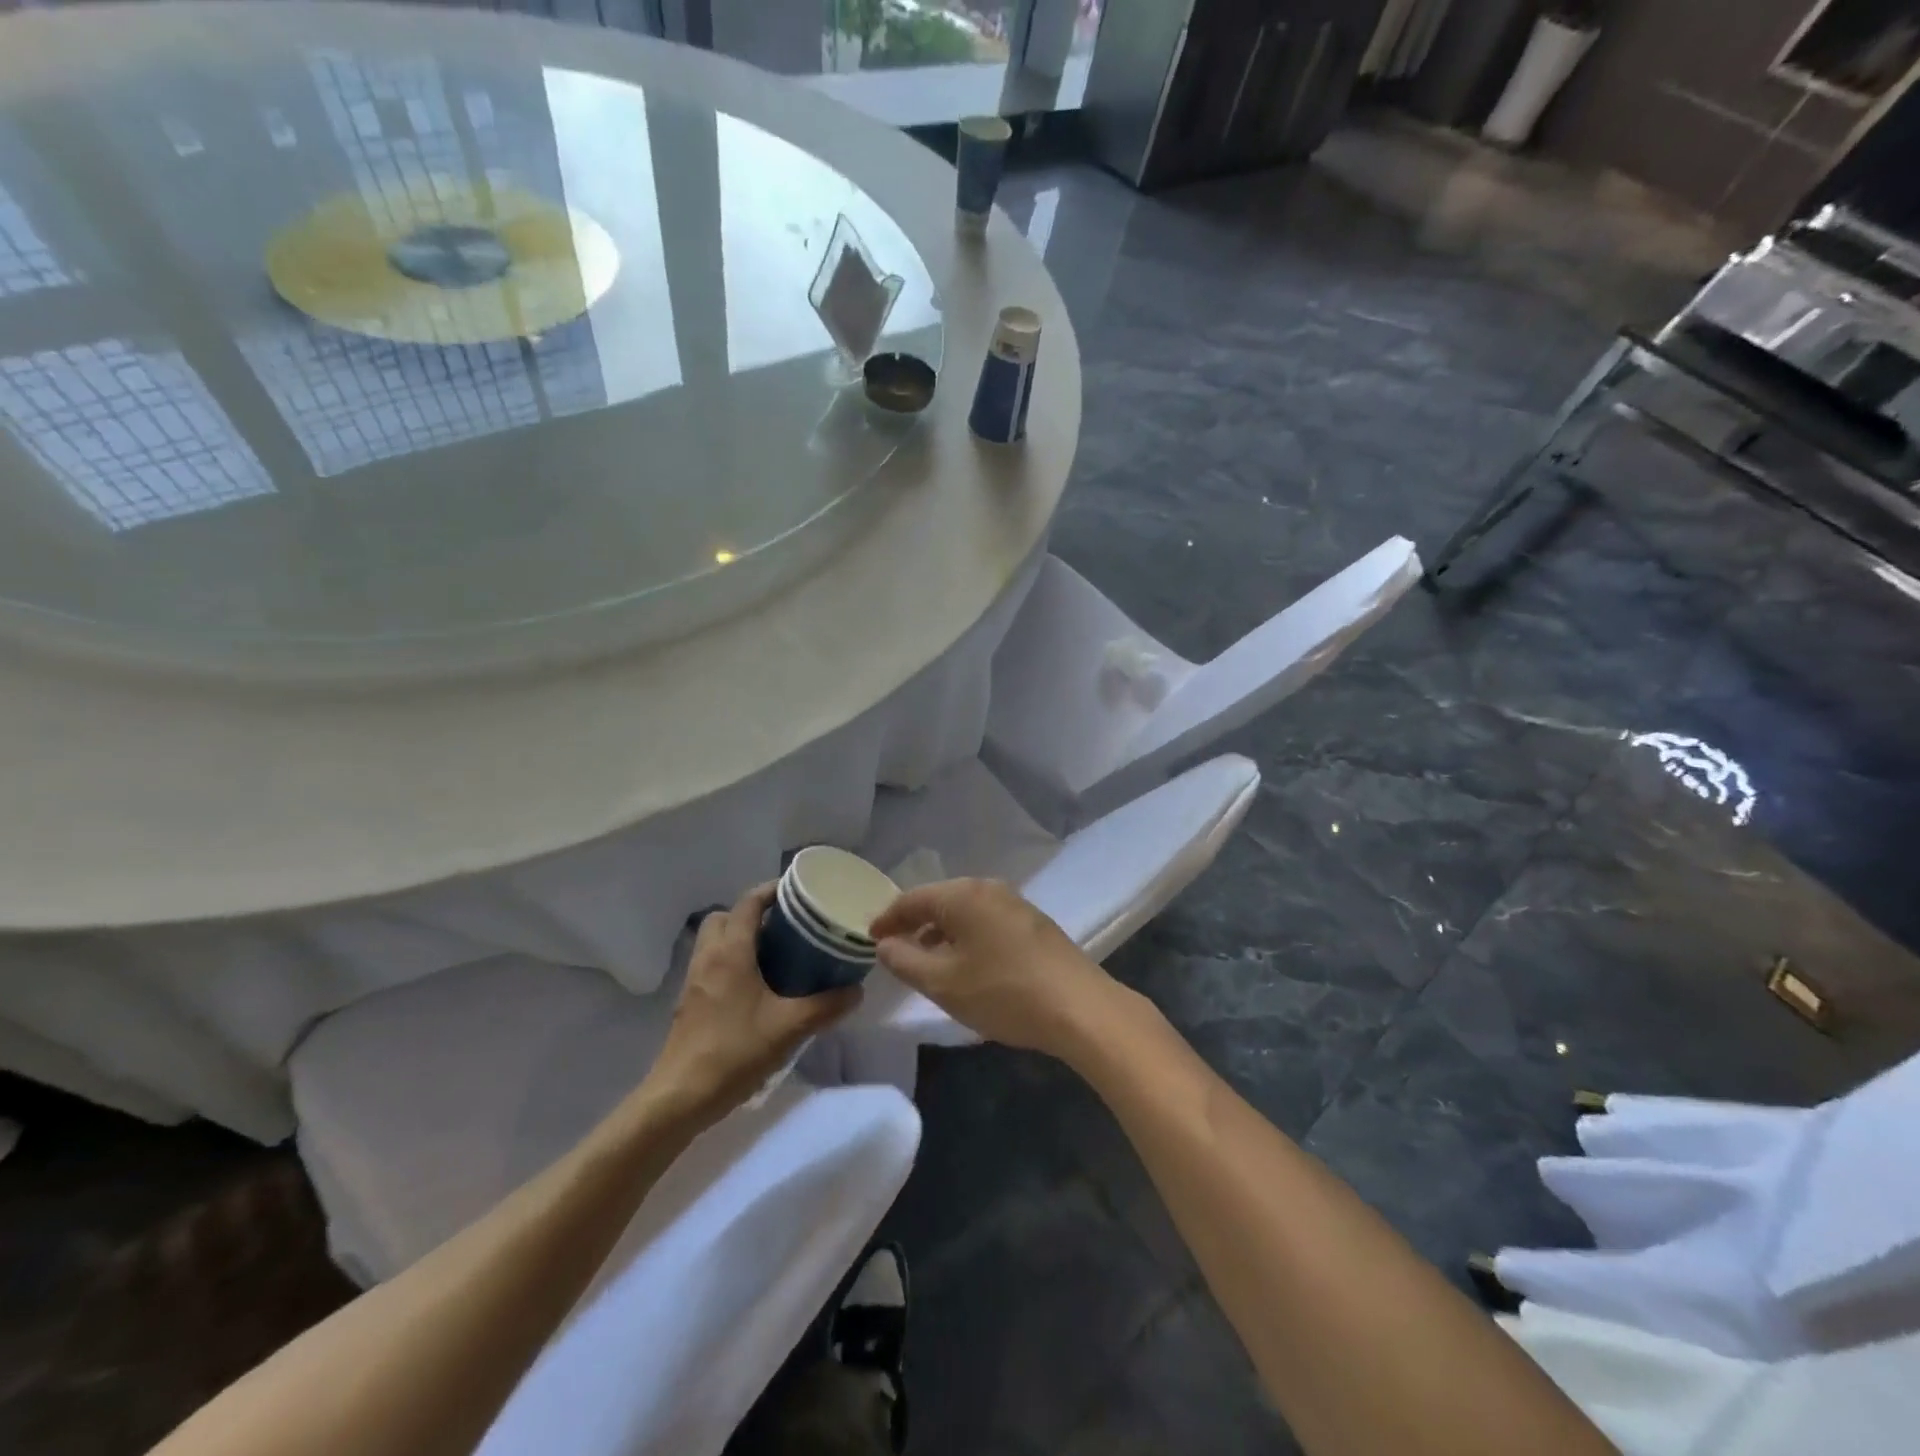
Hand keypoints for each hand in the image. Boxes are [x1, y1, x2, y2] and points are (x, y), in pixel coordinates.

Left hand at [647, 884, 861, 1123]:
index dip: (772, 890)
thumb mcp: (789, 1028)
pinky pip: (710, 964)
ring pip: (714, 940)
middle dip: (753, 913)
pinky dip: (731, 961)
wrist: (680, 1097)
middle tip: (785, 926)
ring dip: (740, 937)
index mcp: (730, 952)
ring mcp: (694, 980)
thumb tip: (857, 991)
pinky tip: (756, 987)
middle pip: (725, 916)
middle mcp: (708, 957)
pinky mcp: (689, 1002)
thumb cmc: (734, 1052)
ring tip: (774, 954)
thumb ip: (826, 1006)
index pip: (748, 903)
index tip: (799, 892)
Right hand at [869, 878, 1116, 1057]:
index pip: (912, 899)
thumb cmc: (1003, 992)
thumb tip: (885, 944)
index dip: (887, 918)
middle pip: (940, 901)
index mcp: (963, 895)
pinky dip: (967, 938)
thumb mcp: (943, 983)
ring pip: (965, 913)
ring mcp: (1016, 904)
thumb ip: (905, 961)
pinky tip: (967, 965)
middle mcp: (989, 889)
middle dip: (915, 924)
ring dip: (941, 933)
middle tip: (894, 950)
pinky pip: (987, 922)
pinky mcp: (1034, 924)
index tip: (870, 939)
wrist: (1080, 1008)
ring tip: (927, 962)